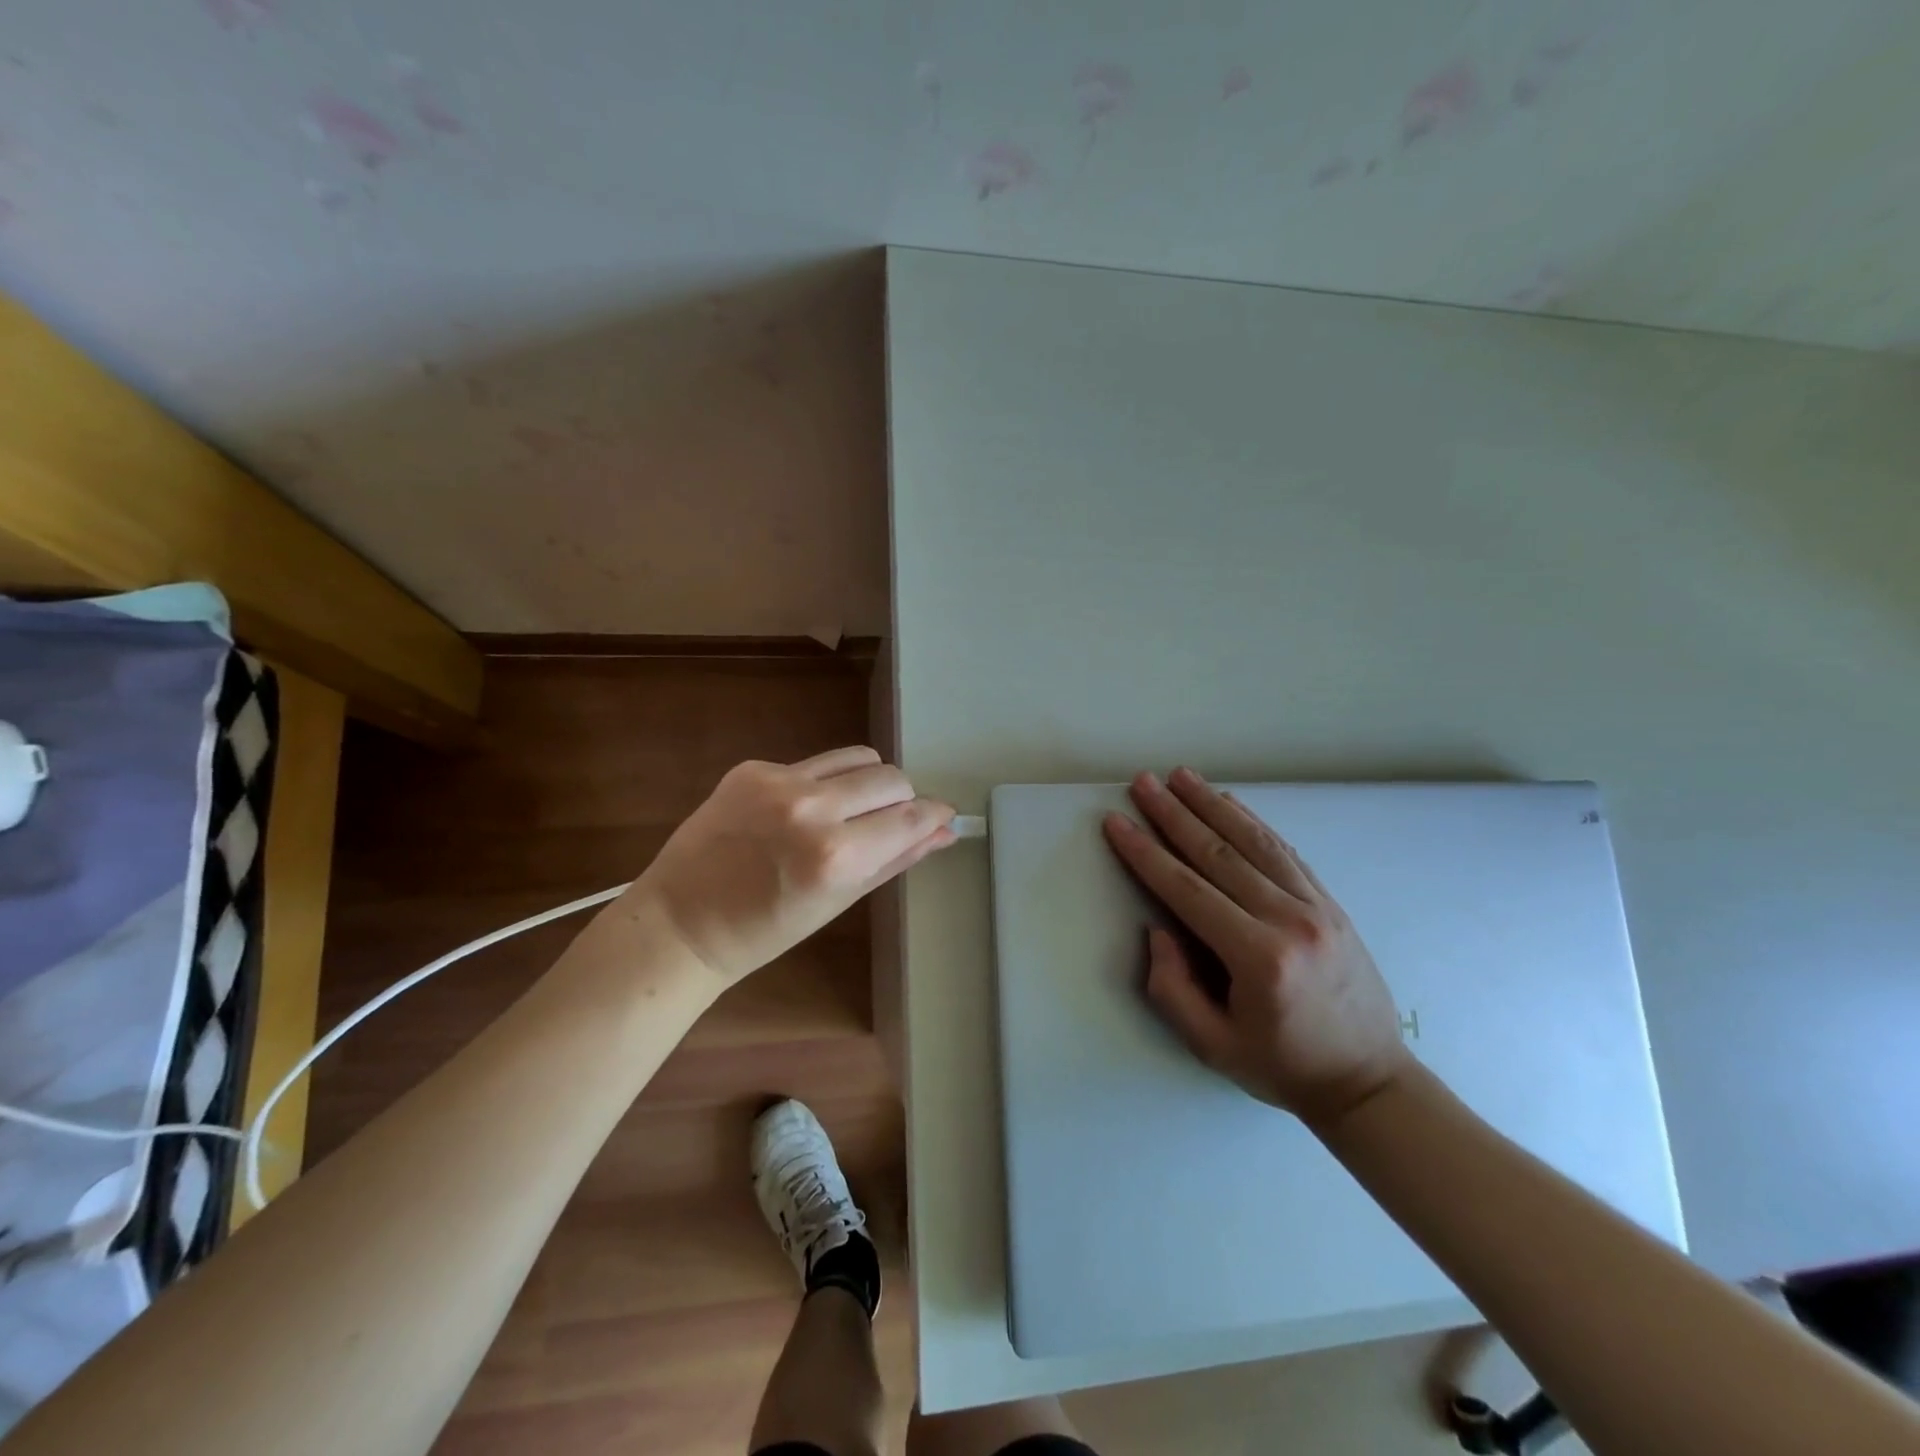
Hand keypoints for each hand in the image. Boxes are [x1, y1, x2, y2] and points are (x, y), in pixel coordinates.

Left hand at [624, 747, 954, 983]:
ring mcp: (779, 781)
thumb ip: (897, 859)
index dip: (934, 814)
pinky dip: (823, 783)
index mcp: (837, 856)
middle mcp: (812, 808)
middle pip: (891, 778)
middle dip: (901, 800)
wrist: (681, 922)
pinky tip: (800, 811)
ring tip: (848, 813)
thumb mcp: (840, 901)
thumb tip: (945, 831)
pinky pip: (814, 763)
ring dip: (867, 783)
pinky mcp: (753, 767)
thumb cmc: (766, 932)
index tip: (942, 817)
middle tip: (885, 825)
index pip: (911, 816)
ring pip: (859, 758)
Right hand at [1102, 768, 1410, 1130]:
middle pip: (1219, 854)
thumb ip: (1172, 988)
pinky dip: (1253, 822)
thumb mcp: (1211, 1046)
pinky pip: (1285, 852)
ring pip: (1255, 842)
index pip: (1187, 890)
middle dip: (1174, 814)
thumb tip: (1159, 928)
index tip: (1117, 822)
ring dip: (1212, 805)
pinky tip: (1229, 802)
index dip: (1146, 853)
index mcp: (1258, 958)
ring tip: (1180, 776)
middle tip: (1143, 782)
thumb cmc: (1282, 1066)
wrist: (1369, 1080)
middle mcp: (1289, 920)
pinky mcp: (1330, 904)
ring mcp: (1315, 907)